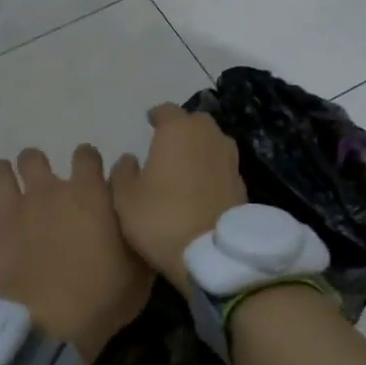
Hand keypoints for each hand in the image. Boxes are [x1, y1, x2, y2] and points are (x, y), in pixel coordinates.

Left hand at [0, 145, 151, 364]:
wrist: (47, 329)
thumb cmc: (102, 299)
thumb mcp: (139, 265)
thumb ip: (135, 225)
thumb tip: (135, 197)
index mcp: (88, 193)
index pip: (86, 155)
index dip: (88, 162)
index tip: (90, 176)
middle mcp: (46, 191)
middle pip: (34, 157)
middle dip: (37, 166)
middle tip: (43, 189)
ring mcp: (11, 210)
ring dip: (4, 178)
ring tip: (9, 194)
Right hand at [110, 104, 247, 295]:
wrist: (212, 253)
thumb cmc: (161, 219)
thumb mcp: (126, 198)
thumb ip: (123, 172)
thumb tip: (129, 160)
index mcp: (178, 131)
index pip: (167, 111)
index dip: (157, 115)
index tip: (149, 121)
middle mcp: (209, 137)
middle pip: (196, 122)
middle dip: (182, 128)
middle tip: (167, 142)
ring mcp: (230, 159)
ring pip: (213, 142)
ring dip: (200, 147)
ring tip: (185, 162)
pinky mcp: (242, 183)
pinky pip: (223, 166)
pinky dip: (212, 169)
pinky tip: (201, 185)